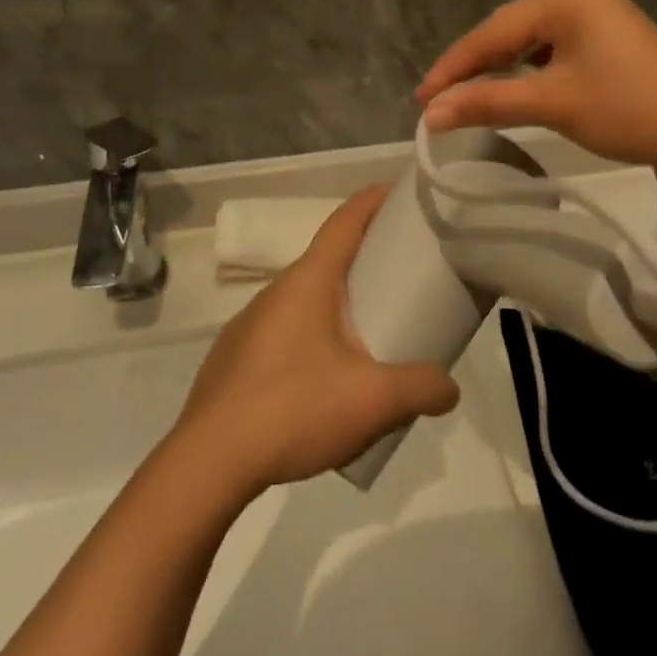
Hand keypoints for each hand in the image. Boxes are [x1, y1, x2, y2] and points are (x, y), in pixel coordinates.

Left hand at [172, 187, 459, 493]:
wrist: (206, 464)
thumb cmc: (293, 409)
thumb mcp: (373, 400)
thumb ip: (421, 388)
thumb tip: (450, 389)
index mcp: (308, 281)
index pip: (345, 221)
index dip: (373, 200)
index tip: (399, 190)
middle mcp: (276, 292)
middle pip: (327, 260)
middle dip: (364, 259)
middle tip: (401, 276)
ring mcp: (249, 325)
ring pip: (304, 301)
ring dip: (337, 306)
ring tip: (368, 337)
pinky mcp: (233, 360)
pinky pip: (283, 334)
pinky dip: (311, 339)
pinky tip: (323, 382)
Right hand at [415, 0, 656, 168]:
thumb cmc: (628, 109)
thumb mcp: (551, 103)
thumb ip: (486, 102)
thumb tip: (428, 115)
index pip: (491, 32)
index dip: (453, 68)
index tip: (420, 99)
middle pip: (509, 31)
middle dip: (475, 68)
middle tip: (439, 103)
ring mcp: (595, 9)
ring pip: (530, 41)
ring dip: (501, 71)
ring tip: (469, 99)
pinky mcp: (607, 32)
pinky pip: (553, 47)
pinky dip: (530, 71)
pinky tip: (516, 89)